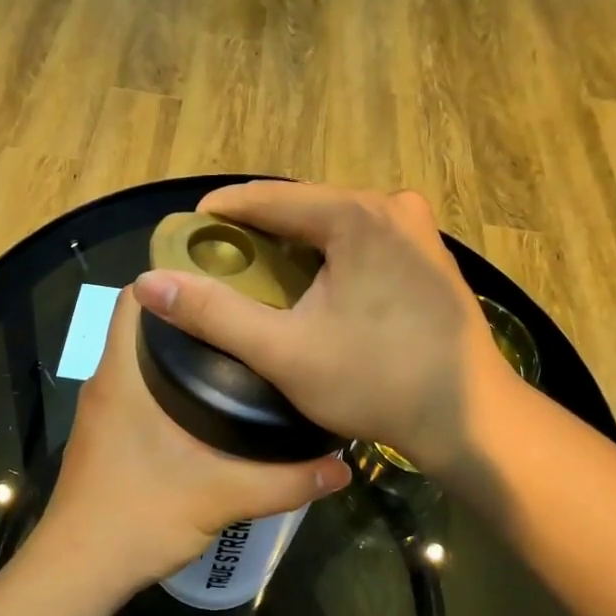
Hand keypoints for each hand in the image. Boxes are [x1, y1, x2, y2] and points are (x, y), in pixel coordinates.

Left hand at [38, 289, 350, 593]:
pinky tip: (209, 404)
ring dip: (179, 351)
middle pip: (143, 326)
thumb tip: (342, 468)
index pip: (134, 298)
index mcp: (121, 376)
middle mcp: (105, 383)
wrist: (78, 572)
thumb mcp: (221, 496)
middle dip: (190, 315)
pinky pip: (137, 390)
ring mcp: (102, 412)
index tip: (223, 278)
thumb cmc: (138, 516)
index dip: (171, 278)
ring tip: (238, 351)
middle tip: (246, 314)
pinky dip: (167, 383)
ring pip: (139, 360)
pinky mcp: (106, 437)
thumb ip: (285, 482)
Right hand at [131, 183, 512, 475]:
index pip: (271, 197)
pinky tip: (313, 283)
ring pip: (336, 222)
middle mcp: (392, 207)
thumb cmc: (375, 382)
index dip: (225, 211)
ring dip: (295, 241)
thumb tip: (148, 282)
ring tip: (258, 269)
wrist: (467, 418)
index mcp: (357, 216)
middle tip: (220, 256)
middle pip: (305, 205)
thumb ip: (214, 314)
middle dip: (259, 227)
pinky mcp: (430, 255)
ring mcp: (418, 230)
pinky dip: (330, 253)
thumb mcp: (283, 351)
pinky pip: (364, 238)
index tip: (190, 230)